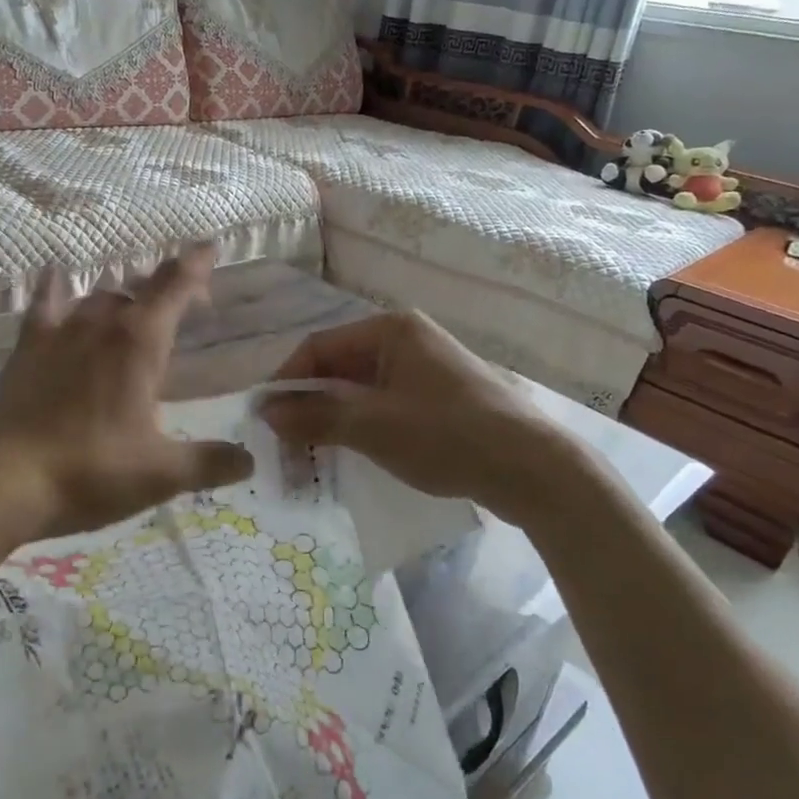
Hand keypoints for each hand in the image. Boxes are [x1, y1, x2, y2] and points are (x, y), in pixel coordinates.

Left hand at [0, 245, 254, 593]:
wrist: (0, 482)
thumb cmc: (89, 472)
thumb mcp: (160, 474)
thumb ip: (210, 462)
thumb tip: (250, 459)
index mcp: (139, 343)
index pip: (175, 288)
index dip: (196, 265)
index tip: (210, 245)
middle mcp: (101, 324)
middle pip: (140, 288)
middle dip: (167, 286)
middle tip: (186, 301)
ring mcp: (58, 332)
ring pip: (98, 295)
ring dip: (123, 294)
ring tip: (136, 305)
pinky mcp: (26, 349)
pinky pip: (44, 304)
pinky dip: (56, 287)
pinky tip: (57, 276)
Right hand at [258, 311, 590, 520]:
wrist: (534, 469)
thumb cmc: (447, 436)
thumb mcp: (372, 426)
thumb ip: (315, 415)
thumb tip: (265, 413)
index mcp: (391, 329)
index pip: (319, 347)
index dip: (286, 381)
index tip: (264, 419)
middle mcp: (406, 339)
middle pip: (338, 367)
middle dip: (307, 405)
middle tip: (284, 445)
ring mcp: (424, 368)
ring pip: (359, 390)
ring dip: (330, 419)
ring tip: (309, 456)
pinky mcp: (437, 398)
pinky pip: (382, 405)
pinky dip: (359, 427)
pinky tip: (347, 454)